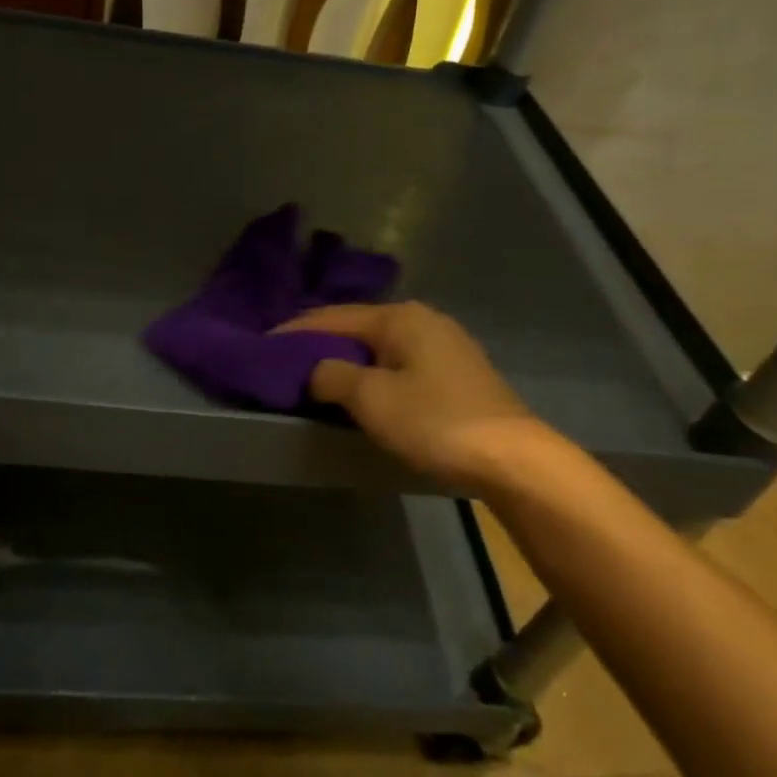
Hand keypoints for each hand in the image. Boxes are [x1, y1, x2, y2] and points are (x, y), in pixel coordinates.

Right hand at [279, 301, 544, 485]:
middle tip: (285, 362)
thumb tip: (315, 370)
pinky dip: (372, 373)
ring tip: (315, 377)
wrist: (514, 459)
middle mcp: (422, 320)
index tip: (262, 344)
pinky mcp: (456, 373)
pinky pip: (398, 364)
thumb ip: (332, 376)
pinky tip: (360, 391)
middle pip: (356, 327)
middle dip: (320, 343)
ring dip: (347, 360)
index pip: (332, 316)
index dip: (294, 331)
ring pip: (379, 347)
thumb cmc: (435, 421)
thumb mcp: (372, 398)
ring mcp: (444, 345)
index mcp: (399, 317)